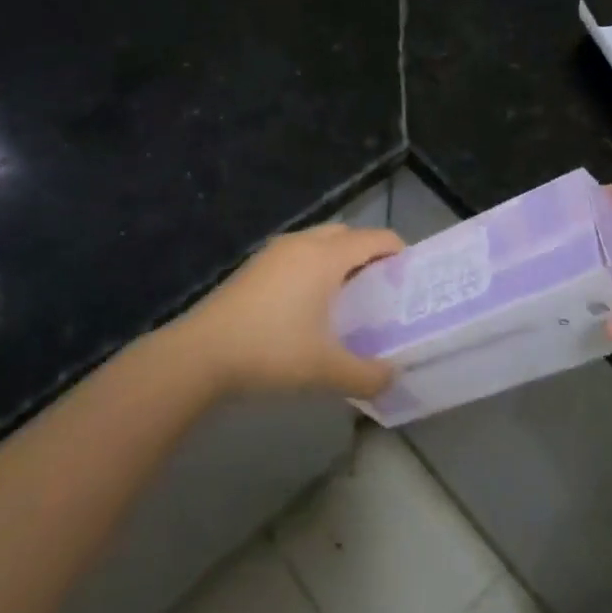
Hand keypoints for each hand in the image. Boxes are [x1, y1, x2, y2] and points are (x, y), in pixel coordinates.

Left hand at [180, 223, 402, 399]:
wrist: (200, 354)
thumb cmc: (271, 351)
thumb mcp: (326, 369)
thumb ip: (367, 375)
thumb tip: (393, 378)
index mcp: (326, 257)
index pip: (374, 238)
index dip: (398, 251)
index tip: (411, 276)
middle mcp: (302, 244)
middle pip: (346, 234)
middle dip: (368, 253)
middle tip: (380, 288)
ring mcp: (274, 253)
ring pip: (318, 242)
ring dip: (338, 259)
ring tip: (347, 297)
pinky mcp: (253, 267)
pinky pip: (296, 255)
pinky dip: (313, 267)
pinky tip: (308, 305)